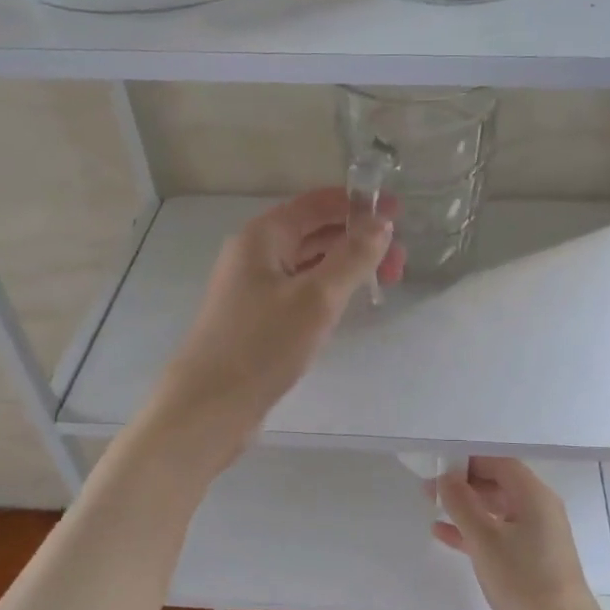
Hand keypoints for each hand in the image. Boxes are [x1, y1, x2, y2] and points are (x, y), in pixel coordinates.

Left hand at [151, 189, 402, 464]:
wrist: (209, 406)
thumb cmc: (262, 345)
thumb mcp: (316, 298)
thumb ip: (352, 257)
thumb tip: (382, 223)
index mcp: (263, 236)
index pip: (316, 203)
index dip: (359, 203)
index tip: (399, 212)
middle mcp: (255, 254)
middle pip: (315, 232)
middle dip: (359, 238)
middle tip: (400, 261)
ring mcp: (254, 287)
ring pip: (309, 263)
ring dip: (347, 265)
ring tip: (384, 281)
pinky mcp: (258, 318)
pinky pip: (301, 289)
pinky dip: (329, 288)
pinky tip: (349, 303)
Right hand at [432, 457, 609, 609]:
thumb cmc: (523, 579)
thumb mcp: (484, 539)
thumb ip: (461, 504)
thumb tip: (445, 477)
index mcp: (534, 496)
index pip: (500, 464)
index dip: (469, 461)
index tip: (438, 464)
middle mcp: (538, 510)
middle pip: (499, 485)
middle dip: (464, 484)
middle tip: (429, 487)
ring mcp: (536, 538)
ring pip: (496, 512)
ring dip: (466, 508)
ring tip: (432, 506)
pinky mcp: (530, 562)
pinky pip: (497, 536)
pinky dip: (473, 533)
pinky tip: (443, 535)